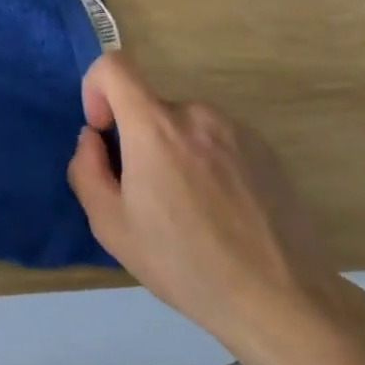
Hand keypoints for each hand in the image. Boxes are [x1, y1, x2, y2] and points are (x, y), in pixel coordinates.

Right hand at [67, 52, 345, 364]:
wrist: (279, 298)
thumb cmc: (184, 264)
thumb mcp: (112, 226)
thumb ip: (86, 169)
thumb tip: (93, 139)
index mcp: (155, 126)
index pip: (113, 66)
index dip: (96, 88)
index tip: (104, 131)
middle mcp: (196, 113)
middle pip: (149, 107)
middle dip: (138, 140)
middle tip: (149, 197)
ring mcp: (235, 128)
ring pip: (184, 126)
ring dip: (174, 153)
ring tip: (191, 210)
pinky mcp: (264, 147)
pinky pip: (217, 140)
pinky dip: (207, 161)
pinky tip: (222, 212)